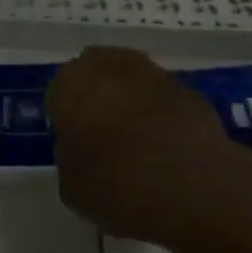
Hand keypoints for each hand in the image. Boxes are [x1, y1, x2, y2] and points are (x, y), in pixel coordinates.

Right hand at [47, 46, 245, 245]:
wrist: (194, 185)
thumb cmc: (118, 185)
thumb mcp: (72, 187)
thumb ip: (70, 158)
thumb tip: (81, 148)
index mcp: (71, 84)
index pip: (58, 94)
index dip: (66, 119)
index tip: (76, 145)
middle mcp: (108, 65)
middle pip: (95, 75)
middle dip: (96, 97)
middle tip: (103, 137)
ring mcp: (152, 71)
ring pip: (130, 81)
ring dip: (130, 101)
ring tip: (137, 142)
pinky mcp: (187, 86)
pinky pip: (162, 98)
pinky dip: (160, 113)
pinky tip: (167, 146)